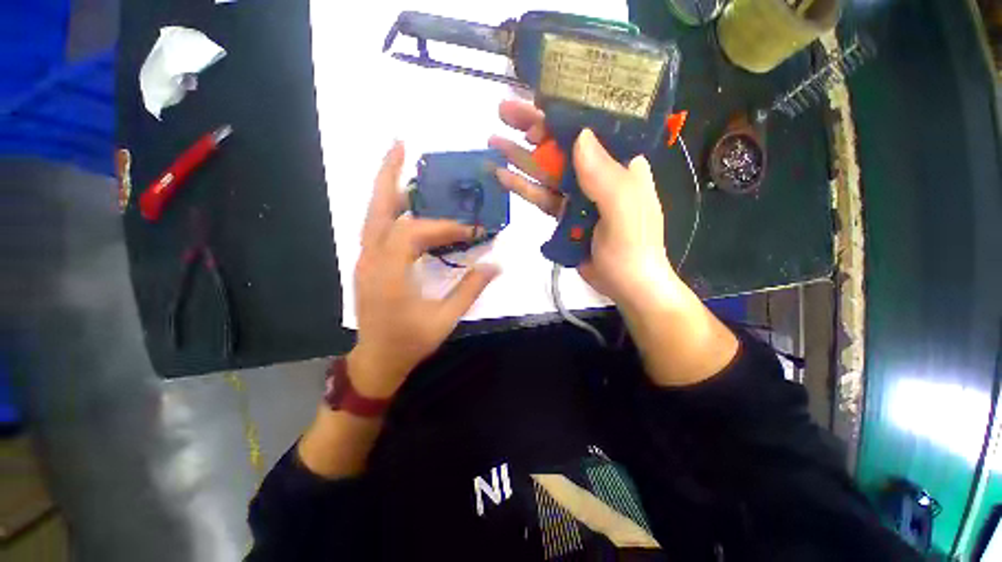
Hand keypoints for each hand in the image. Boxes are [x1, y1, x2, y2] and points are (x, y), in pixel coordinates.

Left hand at [350, 141, 499, 398]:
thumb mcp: (445, 320)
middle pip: (377, 209)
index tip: (472, 229)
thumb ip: (470, 290)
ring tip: (400, 162)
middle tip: (400, 144)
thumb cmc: (410, 343)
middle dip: (389, 174)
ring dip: (387, 187)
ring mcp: (365, 260)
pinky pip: (376, 228)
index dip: (445, 227)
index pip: (416, 234)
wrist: (377, 360)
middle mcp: (371, 260)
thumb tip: (495, 264)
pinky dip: (388, 209)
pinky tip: (405, 203)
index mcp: (389, 274)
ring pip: (373, 215)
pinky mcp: (367, 264)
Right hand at [488, 100, 677, 307]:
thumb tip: (579, 136)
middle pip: (562, 145)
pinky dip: (523, 186)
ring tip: (493, 140)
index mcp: (620, 163)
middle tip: (503, 111)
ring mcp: (579, 195)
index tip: (536, 103)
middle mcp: (599, 173)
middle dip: (534, 128)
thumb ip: (604, 176)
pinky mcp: (565, 214)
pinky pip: (542, 196)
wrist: (626, 286)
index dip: (563, 113)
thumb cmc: (633, 249)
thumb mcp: (624, 211)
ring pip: (547, 170)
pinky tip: (502, 175)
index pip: (591, 128)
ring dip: (520, 156)